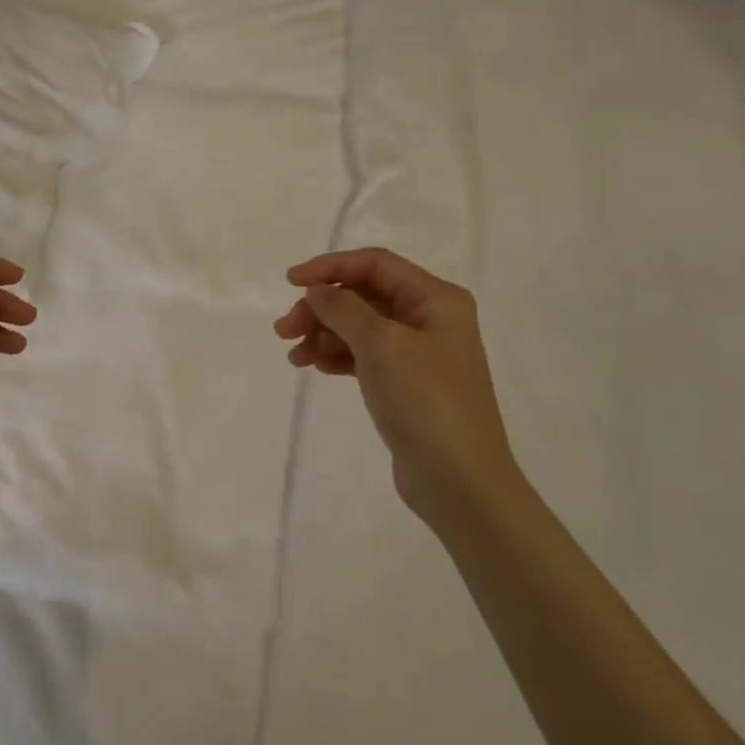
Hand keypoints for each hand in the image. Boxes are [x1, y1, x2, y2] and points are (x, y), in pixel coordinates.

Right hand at [274, 248, 521, 528]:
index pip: (375, 264)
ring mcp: (418, 352)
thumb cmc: (425, 401)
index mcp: (436, 299)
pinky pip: (362, 355)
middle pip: (363, 295)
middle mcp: (429, 318)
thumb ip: (343, 309)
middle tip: (284, 330)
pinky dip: (336, 355)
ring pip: (358, 326)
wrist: (459, 480)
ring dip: (323, 333)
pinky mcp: (405, 383)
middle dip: (321, 307)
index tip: (290, 283)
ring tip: (294, 356)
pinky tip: (314, 367)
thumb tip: (317, 290)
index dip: (330, 267)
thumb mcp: (381, 345)